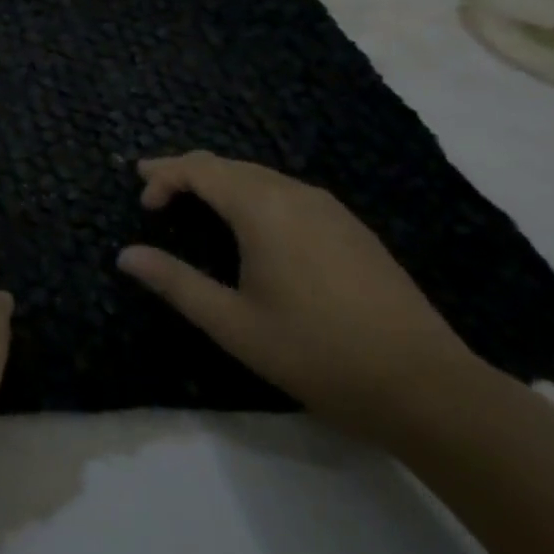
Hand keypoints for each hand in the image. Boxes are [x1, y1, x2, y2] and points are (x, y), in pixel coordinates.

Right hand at [117, 152, 490, 442]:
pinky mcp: (352, 228)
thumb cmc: (318, 354)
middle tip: (155, 191)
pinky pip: (287, 192)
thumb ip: (176, 283)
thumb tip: (126, 255)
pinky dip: (252, 194)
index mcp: (263, 209)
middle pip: (228, 165)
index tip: (143, 205)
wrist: (428, 388)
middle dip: (186, 172)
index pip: (199, 169)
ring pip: (260, 176)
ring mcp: (330, 209)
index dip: (163, 176)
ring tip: (194, 203)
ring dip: (220, 182)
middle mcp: (295, 194)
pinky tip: (252, 225)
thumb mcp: (234, 325)